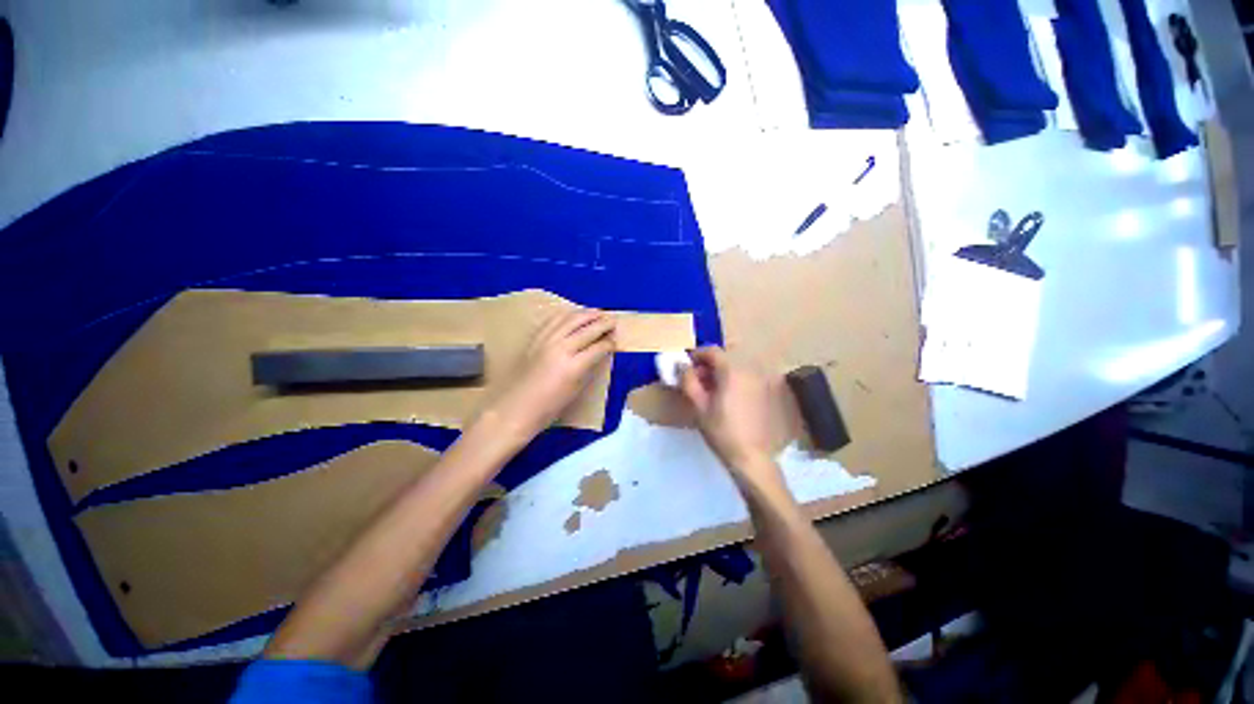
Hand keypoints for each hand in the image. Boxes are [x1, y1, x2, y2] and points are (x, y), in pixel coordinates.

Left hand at [485, 308, 615, 444]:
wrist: (516, 408)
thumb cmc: (549, 407)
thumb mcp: (576, 390)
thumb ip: (588, 368)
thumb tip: (598, 354)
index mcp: (574, 366)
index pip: (598, 347)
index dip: (609, 343)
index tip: (615, 340)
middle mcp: (561, 348)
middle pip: (587, 329)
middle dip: (602, 323)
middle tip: (613, 320)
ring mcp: (546, 340)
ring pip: (570, 320)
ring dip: (586, 314)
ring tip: (597, 312)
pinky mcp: (535, 339)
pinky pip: (553, 321)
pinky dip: (567, 315)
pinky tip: (573, 315)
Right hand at [679, 347, 788, 486]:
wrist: (751, 456)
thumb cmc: (721, 430)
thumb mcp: (698, 405)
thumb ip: (688, 381)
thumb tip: (682, 366)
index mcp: (732, 371)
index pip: (712, 351)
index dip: (697, 355)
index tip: (686, 365)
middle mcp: (748, 371)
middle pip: (724, 359)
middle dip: (707, 365)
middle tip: (694, 380)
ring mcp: (759, 382)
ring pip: (734, 369)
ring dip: (719, 374)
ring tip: (708, 391)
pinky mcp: (764, 393)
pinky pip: (744, 379)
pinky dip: (731, 382)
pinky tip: (724, 399)